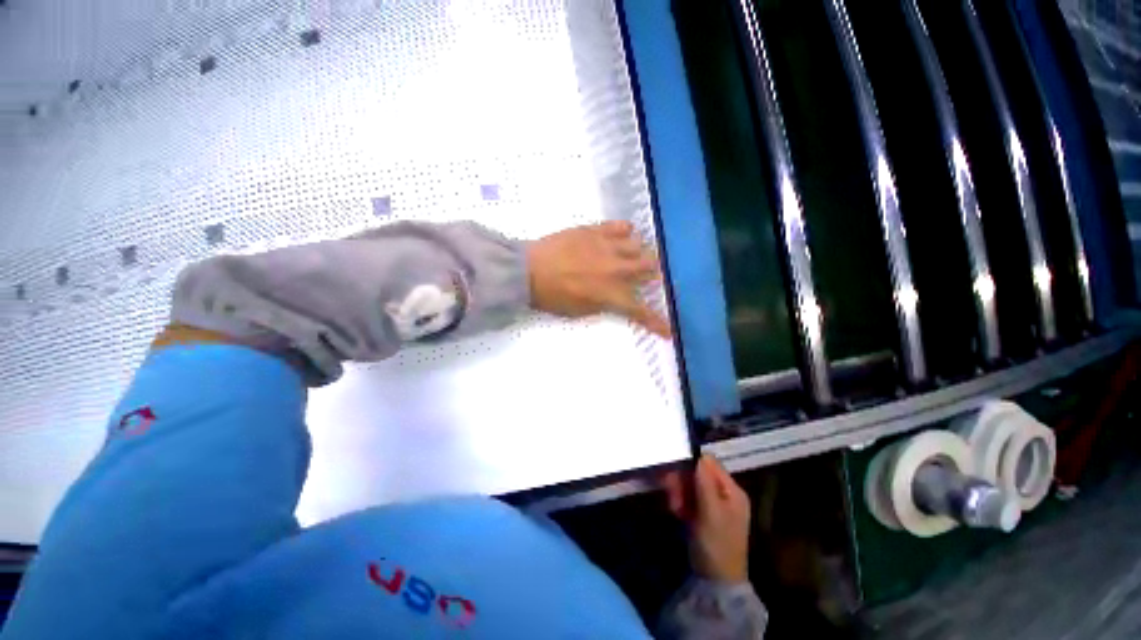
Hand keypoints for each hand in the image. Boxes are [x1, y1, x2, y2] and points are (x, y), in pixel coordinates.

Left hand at [527, 221, 670, 337]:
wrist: (528, 271)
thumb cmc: (552, 297)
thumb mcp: (580, 312)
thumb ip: (604, 305)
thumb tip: (617, 299)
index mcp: (611, 294)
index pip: (641, 310)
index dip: (657, 322)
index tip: (669, 330)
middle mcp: (616, 269)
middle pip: (650, 268)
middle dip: (652, 275)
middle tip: (645, 276)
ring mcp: (607, 247)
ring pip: (639, 245)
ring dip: (639, 253)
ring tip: (631, 256)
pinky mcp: (595, 231)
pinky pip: (621, 226)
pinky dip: (626, 232)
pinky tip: (622, 236)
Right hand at [663, 456, 751, 582]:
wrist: (715, 581)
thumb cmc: (717, 543)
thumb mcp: (711, 511)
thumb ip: (704, 482)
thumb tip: (696, 454)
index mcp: (732, 490)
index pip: (709, 463)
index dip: (691, 463)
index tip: (673, 468)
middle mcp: (723, 493)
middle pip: (698, 473)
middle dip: (682, 480)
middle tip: (670, 491)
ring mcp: (712, 504)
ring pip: (690, 485)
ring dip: (679, 492)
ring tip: (674, 506)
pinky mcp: (701, 514)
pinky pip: (688, 498)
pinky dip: (680, 501)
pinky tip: (676, 511)